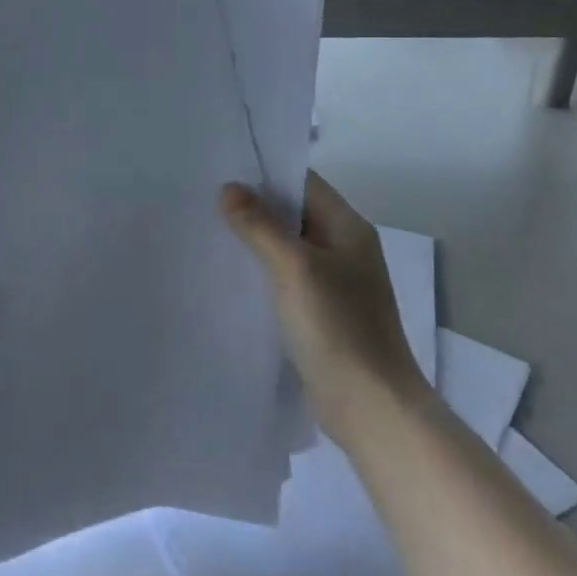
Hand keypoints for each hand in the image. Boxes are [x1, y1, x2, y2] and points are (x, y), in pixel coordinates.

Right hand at [221, 172, 427, 436]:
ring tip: (209, 231)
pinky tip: (230, 275)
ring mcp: (335, 282)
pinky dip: (262, 272)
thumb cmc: (337, 327)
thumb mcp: (294, 268)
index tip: (222, 169)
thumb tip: (230, 188)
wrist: (371, 406)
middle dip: (254, 206)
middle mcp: (344, 248)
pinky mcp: (322, 313)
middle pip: (294, 213)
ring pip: (288, 247)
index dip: (265, 172)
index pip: (303, 182)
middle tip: (205, 199)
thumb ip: (261, 226)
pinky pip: (286, 278)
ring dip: (255, 240)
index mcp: (348, 228)